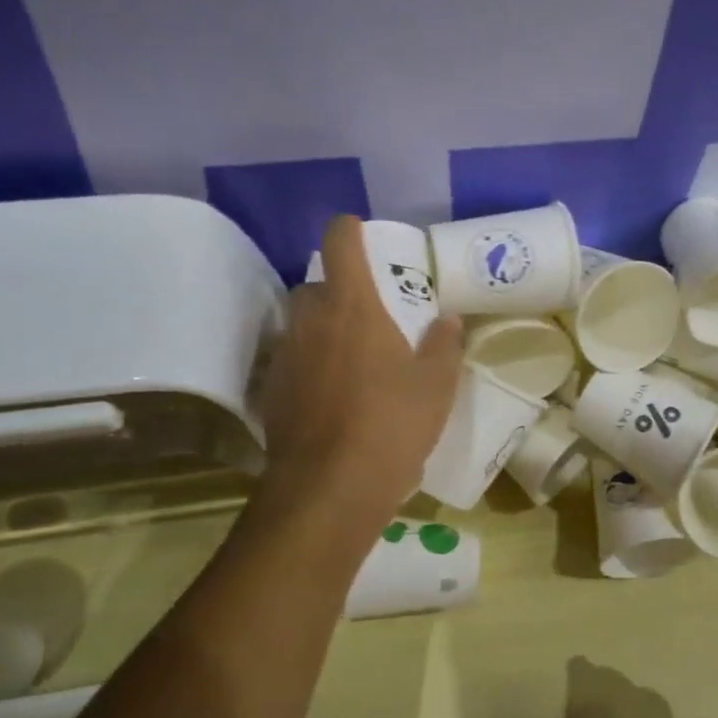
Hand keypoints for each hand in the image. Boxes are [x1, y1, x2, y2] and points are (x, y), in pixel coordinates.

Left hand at [257, 216, 462, 521]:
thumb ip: (443, 345)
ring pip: (302, 326)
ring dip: (323, 332)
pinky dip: (310, 367)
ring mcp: (285, 356)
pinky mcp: (271, 391)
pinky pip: (292, 362)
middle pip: (316, 285)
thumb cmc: (392, 424)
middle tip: (370, 318)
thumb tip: (446, 320)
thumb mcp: (436, 386)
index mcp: (353, 306)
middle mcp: (310, 321)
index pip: (340, 243)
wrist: (331, 487)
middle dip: (339, 293)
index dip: (350, 230)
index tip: (361, 234)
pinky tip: (332, 399)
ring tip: (353, 362)